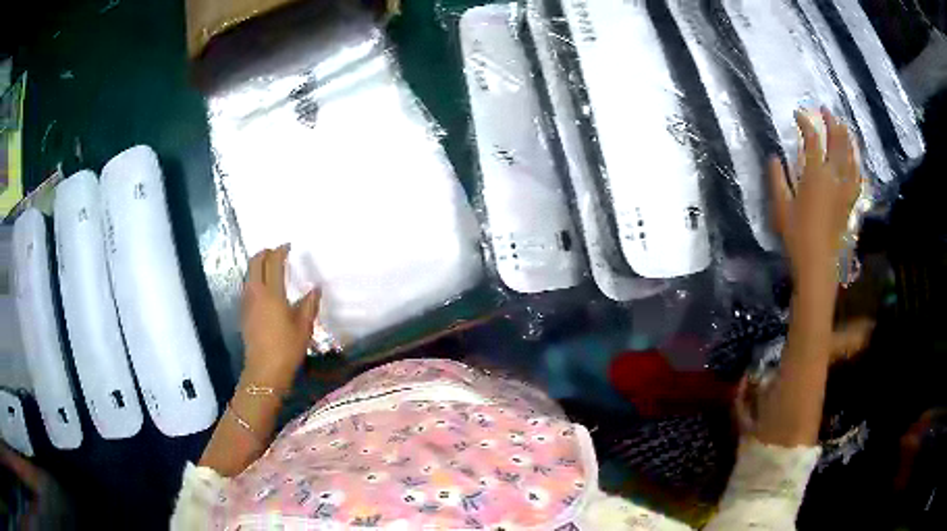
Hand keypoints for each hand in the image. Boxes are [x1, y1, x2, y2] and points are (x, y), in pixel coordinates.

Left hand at [241, 245, 318, 391]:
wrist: (264, 370)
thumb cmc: (286, 348)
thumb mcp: (304, 326)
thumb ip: (309, 304)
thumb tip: (315, 288)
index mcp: (271, 292)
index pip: (273, 262)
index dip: (280, 251)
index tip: (288, 246)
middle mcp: (256, 292)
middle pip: (255, 262)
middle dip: (265, 253)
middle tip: (276, 252)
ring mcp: (247, 302)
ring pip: (249, 274)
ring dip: (258, 265)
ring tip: (271, 267)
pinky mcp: (244, 312)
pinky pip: (248, 286)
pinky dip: (255, 279)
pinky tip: (265, 288)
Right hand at [769, 109, 861, 288]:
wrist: (818, 265)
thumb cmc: (797, 237)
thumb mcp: (781, 208)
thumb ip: (777, 180)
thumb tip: (774, 158)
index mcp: (815, 175)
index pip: (812, 138)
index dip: (805, 121)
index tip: (797, 114)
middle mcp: (833, 177)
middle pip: (837, 141)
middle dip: (831, 121)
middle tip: (825, 109)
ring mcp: (845, 189)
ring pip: (850, 155)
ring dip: (847, 137)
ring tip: (843, 125)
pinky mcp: (850, 201)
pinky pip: (857, 175)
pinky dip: (856, 161)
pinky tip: (855, 157)